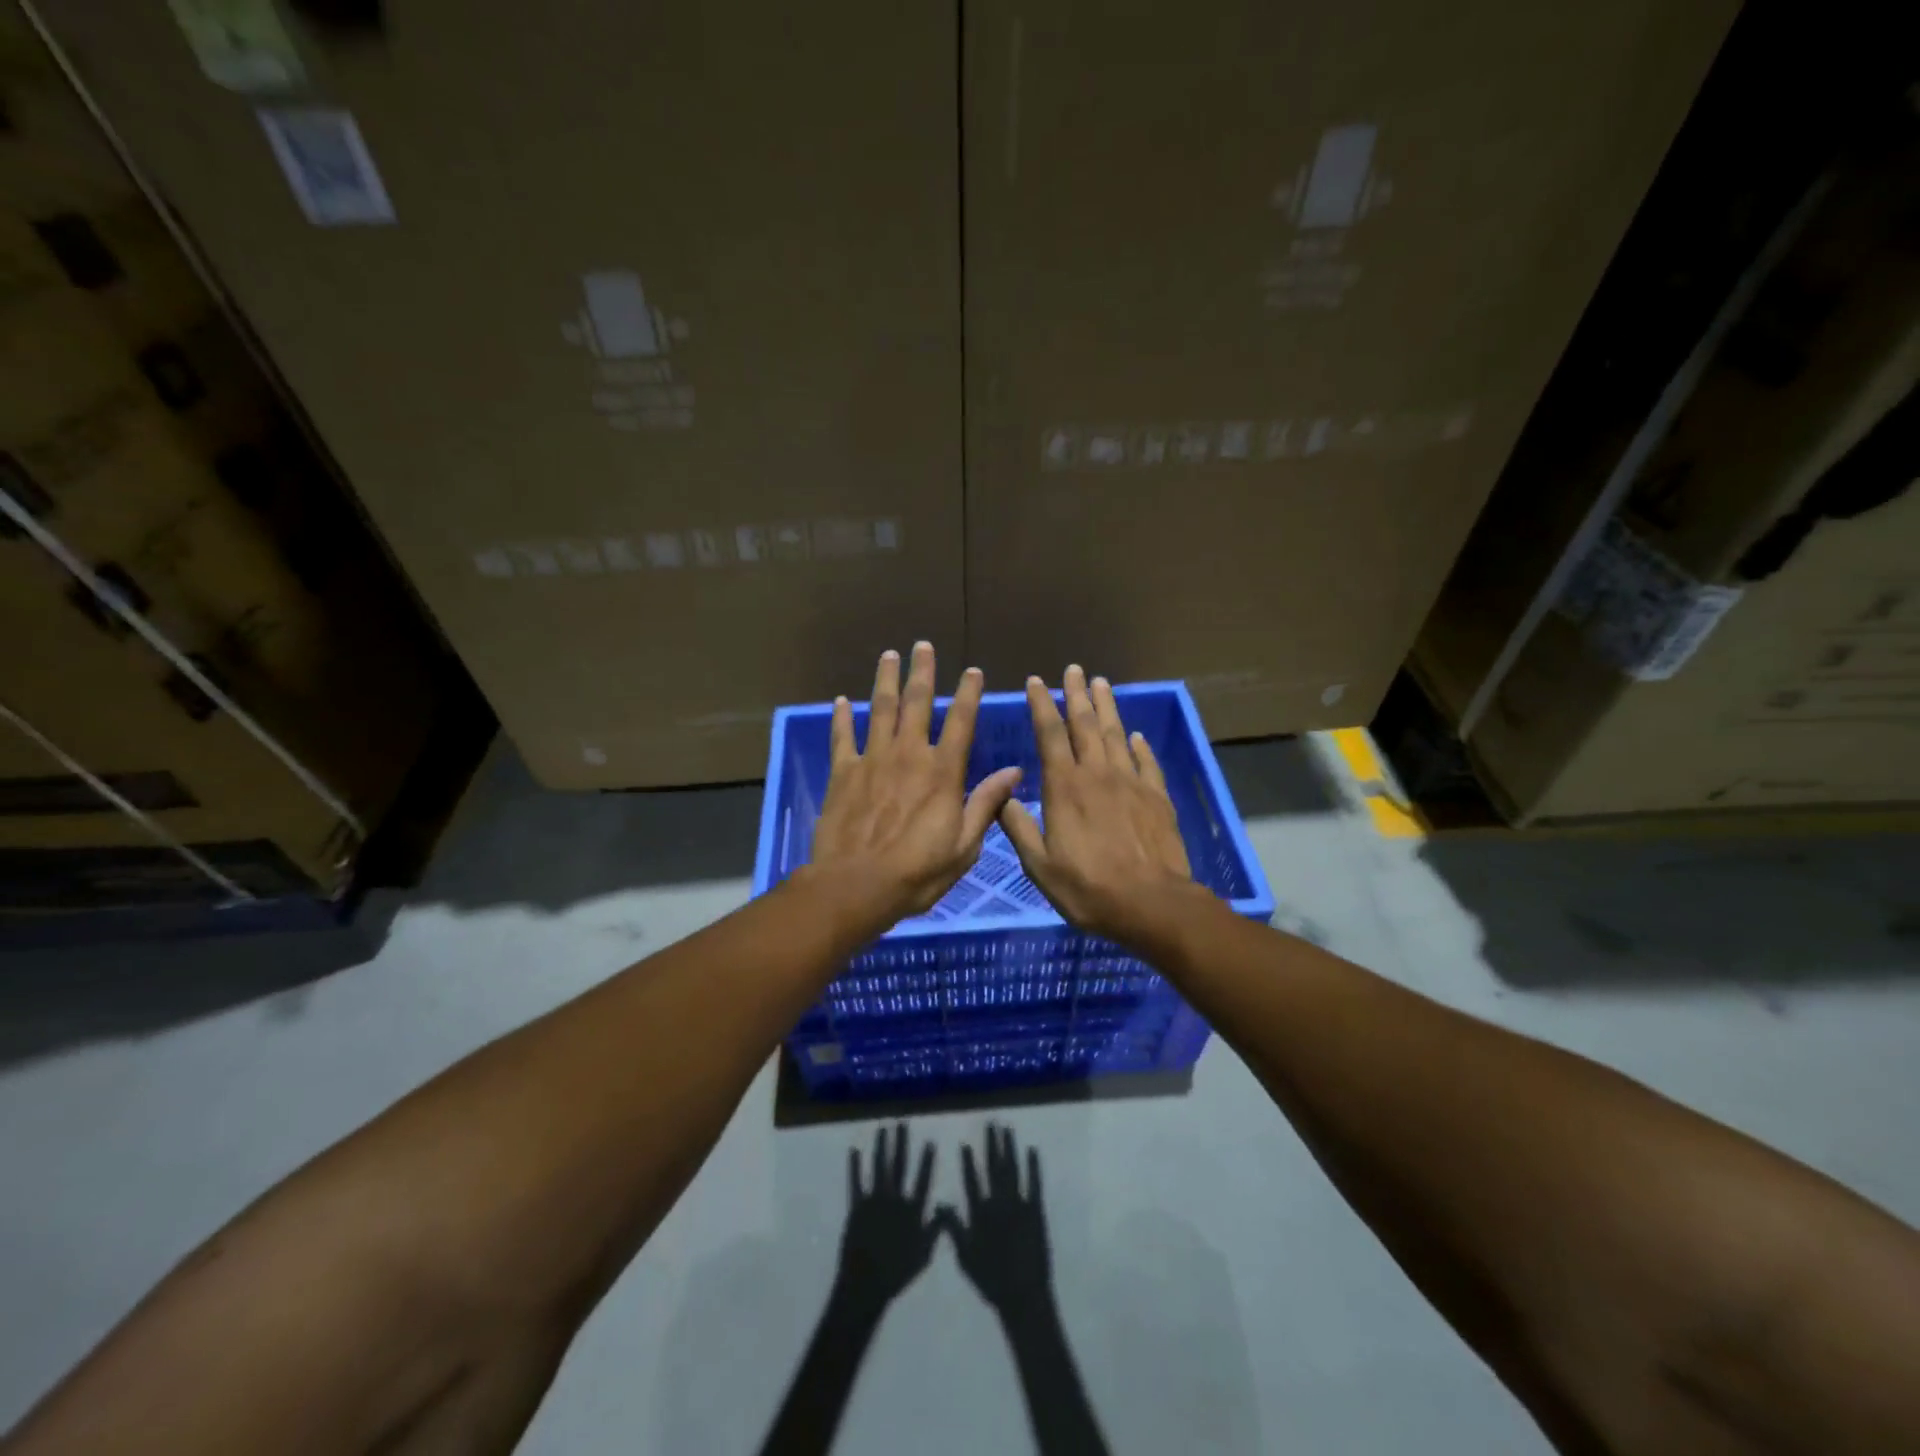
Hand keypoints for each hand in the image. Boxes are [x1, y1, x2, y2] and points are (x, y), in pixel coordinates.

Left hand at [808, 642, 1023, 924]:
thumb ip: (986, 804)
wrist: (857, 885)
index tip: (973, 671)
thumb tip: (1013, 772)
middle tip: (922, 646)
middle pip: (916, 703)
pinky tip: (842, 700)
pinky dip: (842, 717)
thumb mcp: (964, 845)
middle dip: (922, 672)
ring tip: (889, 655)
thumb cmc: (917, 872)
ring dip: (885, 681)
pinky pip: (842, 737)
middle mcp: (908, 755)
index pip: (961, 722)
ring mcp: (872, 760)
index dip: (968, 694)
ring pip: (880, 710)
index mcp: (942, 772)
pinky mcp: (843, 773)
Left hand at [835, 1124, 939, 1313]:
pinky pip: (855, 1182)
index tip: (929, 1141)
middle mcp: (894, 1200)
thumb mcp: (923, 1255)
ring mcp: (874, 1201)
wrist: (866, 1285)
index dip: (926, 1160)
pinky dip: (854, 1166)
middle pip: (900, 1165)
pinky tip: (854, 1150)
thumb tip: (946, 1207)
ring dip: (881, 1146)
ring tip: (883, 1128)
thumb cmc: (897, 1274)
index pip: (922, 1180)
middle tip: (902, 1123)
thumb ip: (935, 1230)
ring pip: (879, 1167)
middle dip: (901, 1143)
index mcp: (912, 1211)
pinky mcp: (856, 1207)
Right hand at [937, 1125, 1052, 1321]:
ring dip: (1009, 1147)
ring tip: (1007, 1129)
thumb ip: (954, 1228)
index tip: (966, 1143)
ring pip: (1012, 1169)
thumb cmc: (991, 1281)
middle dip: (992, 1144)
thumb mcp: (965, 1258)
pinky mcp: (1036, 1211)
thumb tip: (940, 1204)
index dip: (968, 1162)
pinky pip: (1034, 1183)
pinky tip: (1032, 1150)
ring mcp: (1019, 1205)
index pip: (972, 1181)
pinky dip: (1033, 1166)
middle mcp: (998, 1203)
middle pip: (994, 1167)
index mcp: (980, 1214)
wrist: (1023, 1297)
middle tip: (991, 1123)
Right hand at [997, 665, 1195, 944]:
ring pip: (1116, 734)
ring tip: (1102, 683)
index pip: (1049, 735)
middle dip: (1077, 695)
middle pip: (1086, 724)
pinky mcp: (1157, 797)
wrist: (1151, 904)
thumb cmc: (1088, 888)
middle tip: (1074, 669)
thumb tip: (1001, 796)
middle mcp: (1097, 775)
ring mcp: (1131, 783)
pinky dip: (1139, 745)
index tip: (1036, 681)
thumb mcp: (1039, 865)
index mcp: (1064, 788)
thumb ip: (1019, 828)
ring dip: (1107, 707)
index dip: (1041, 705)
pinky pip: (1146, 762)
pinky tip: (1135, 735)